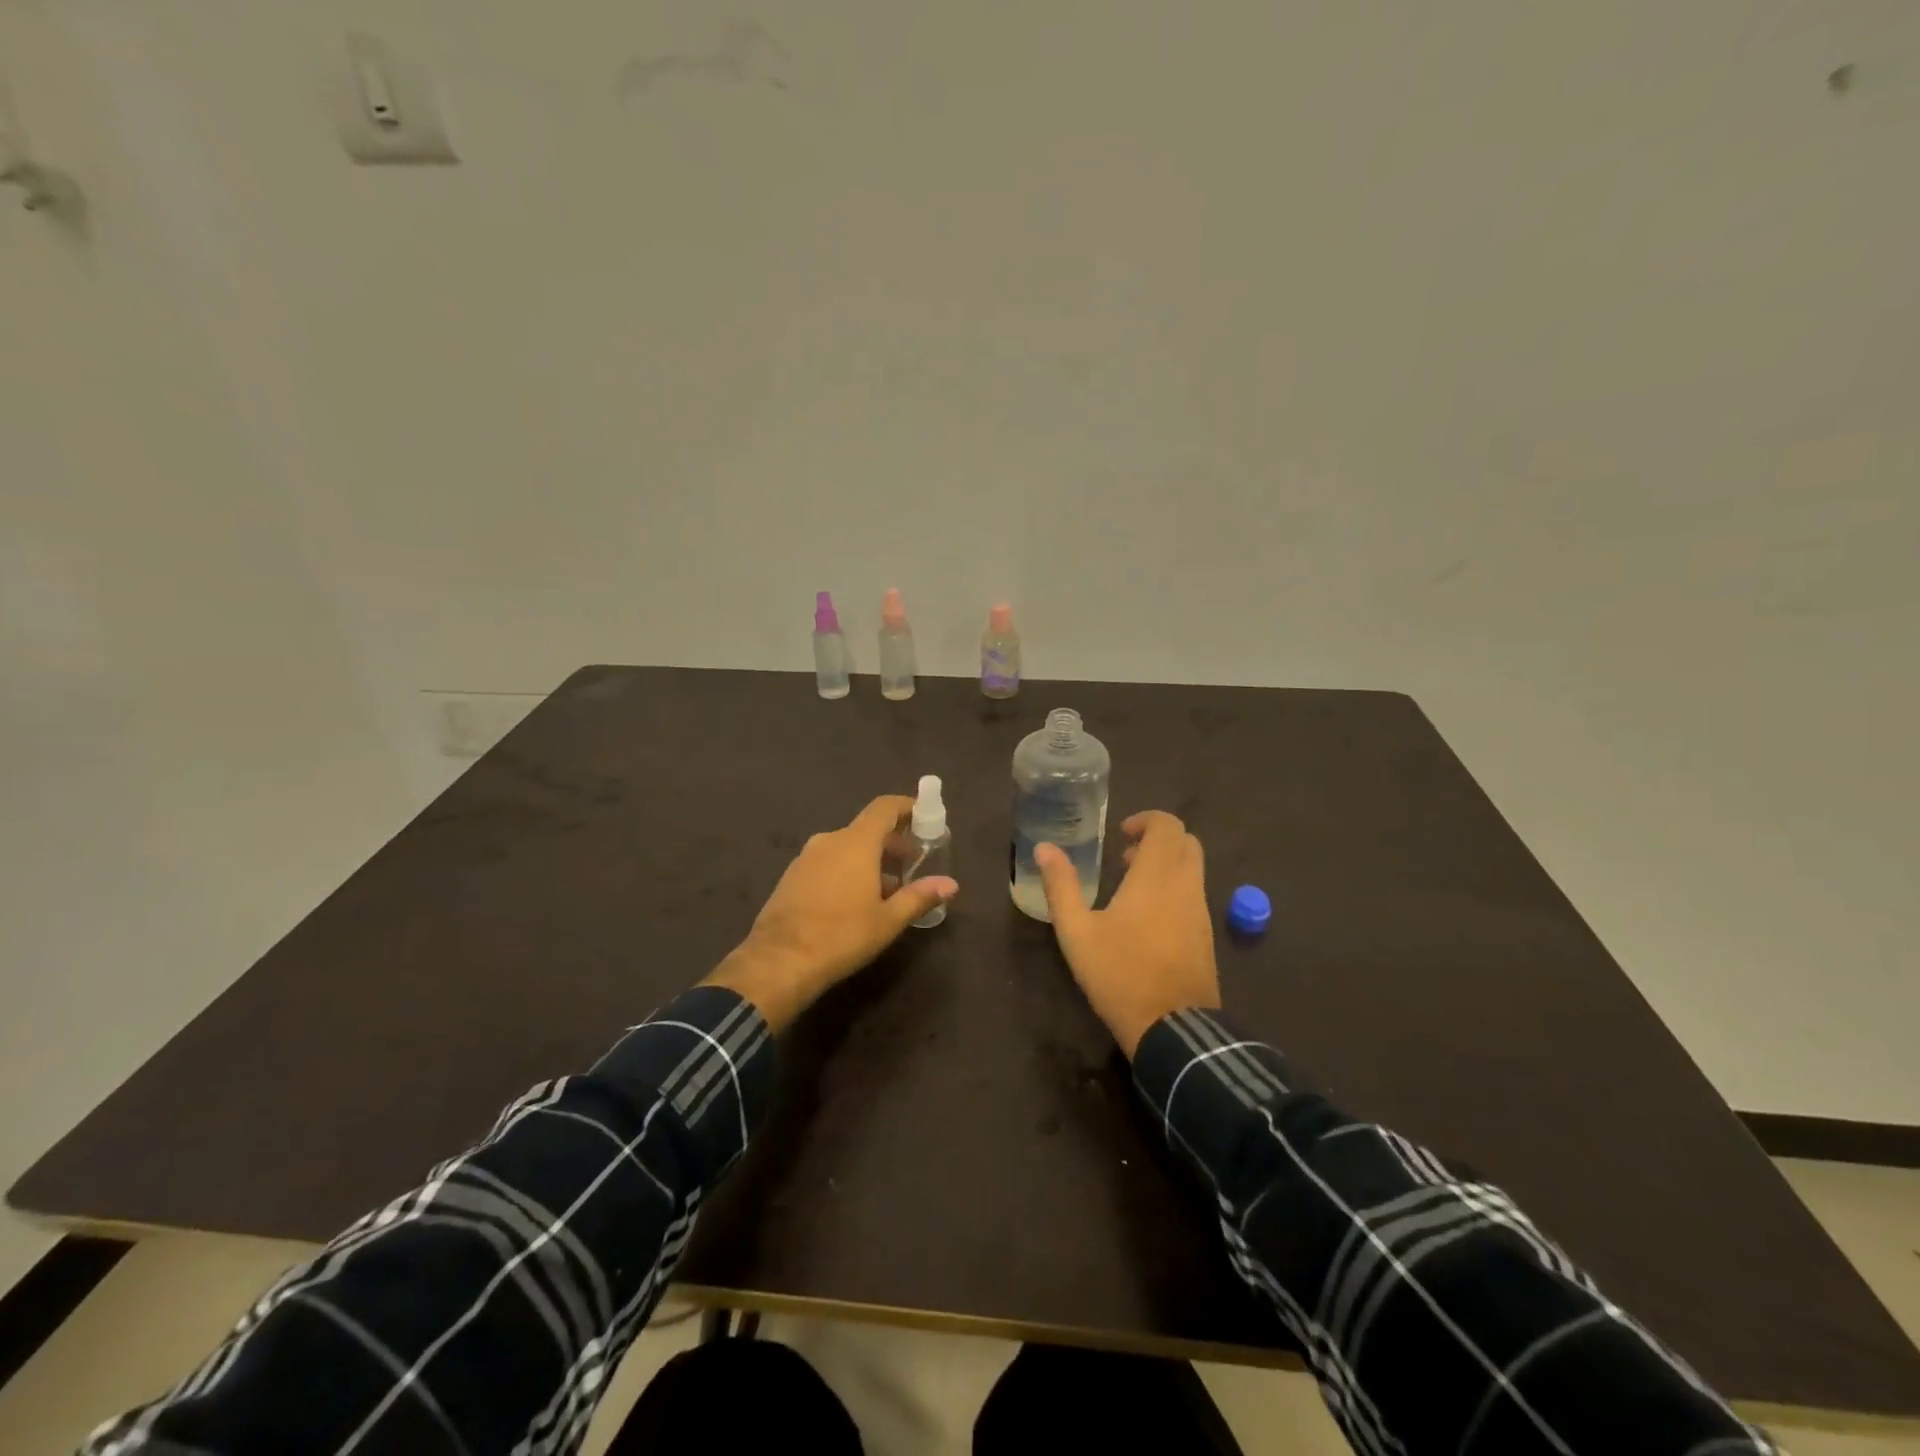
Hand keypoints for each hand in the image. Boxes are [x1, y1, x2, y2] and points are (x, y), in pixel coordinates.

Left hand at [704, 794, 958, 1031]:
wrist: (778, 962)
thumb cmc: (841, 935)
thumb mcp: (888, 920)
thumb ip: (919, 897)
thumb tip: (951, 884)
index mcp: (855, 842)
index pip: (884, 808)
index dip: (906, 806)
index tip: (924, 815)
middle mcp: (829, 841)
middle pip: (867, 829)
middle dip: (893, 842)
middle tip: (913, 865)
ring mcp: (806, 858)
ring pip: (846, 848)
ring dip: (869, 860)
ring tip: (888, 889)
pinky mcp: (791, 877)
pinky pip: (828, 863)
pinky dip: (847, 870)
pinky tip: (855, 901)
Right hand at [1036, 810, 1219, 1056]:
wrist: (1173, 1029)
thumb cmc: (1120, 974)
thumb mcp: (1077, 932)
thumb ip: (1061, 885)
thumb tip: (1044, 848)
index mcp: (1157, 877)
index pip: (1168, 825)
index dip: (1146, 820)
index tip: (1120, 836)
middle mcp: (1186, 886)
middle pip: (1186, 842)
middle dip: (1158, 840)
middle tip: (1126, 857)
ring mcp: (1201, 912)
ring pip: (1193, 869)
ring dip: (1166, 865)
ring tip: (1131, 888)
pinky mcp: (1206, 936)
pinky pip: (1194, 894)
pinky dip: (1175, 888)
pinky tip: (1148, 919)